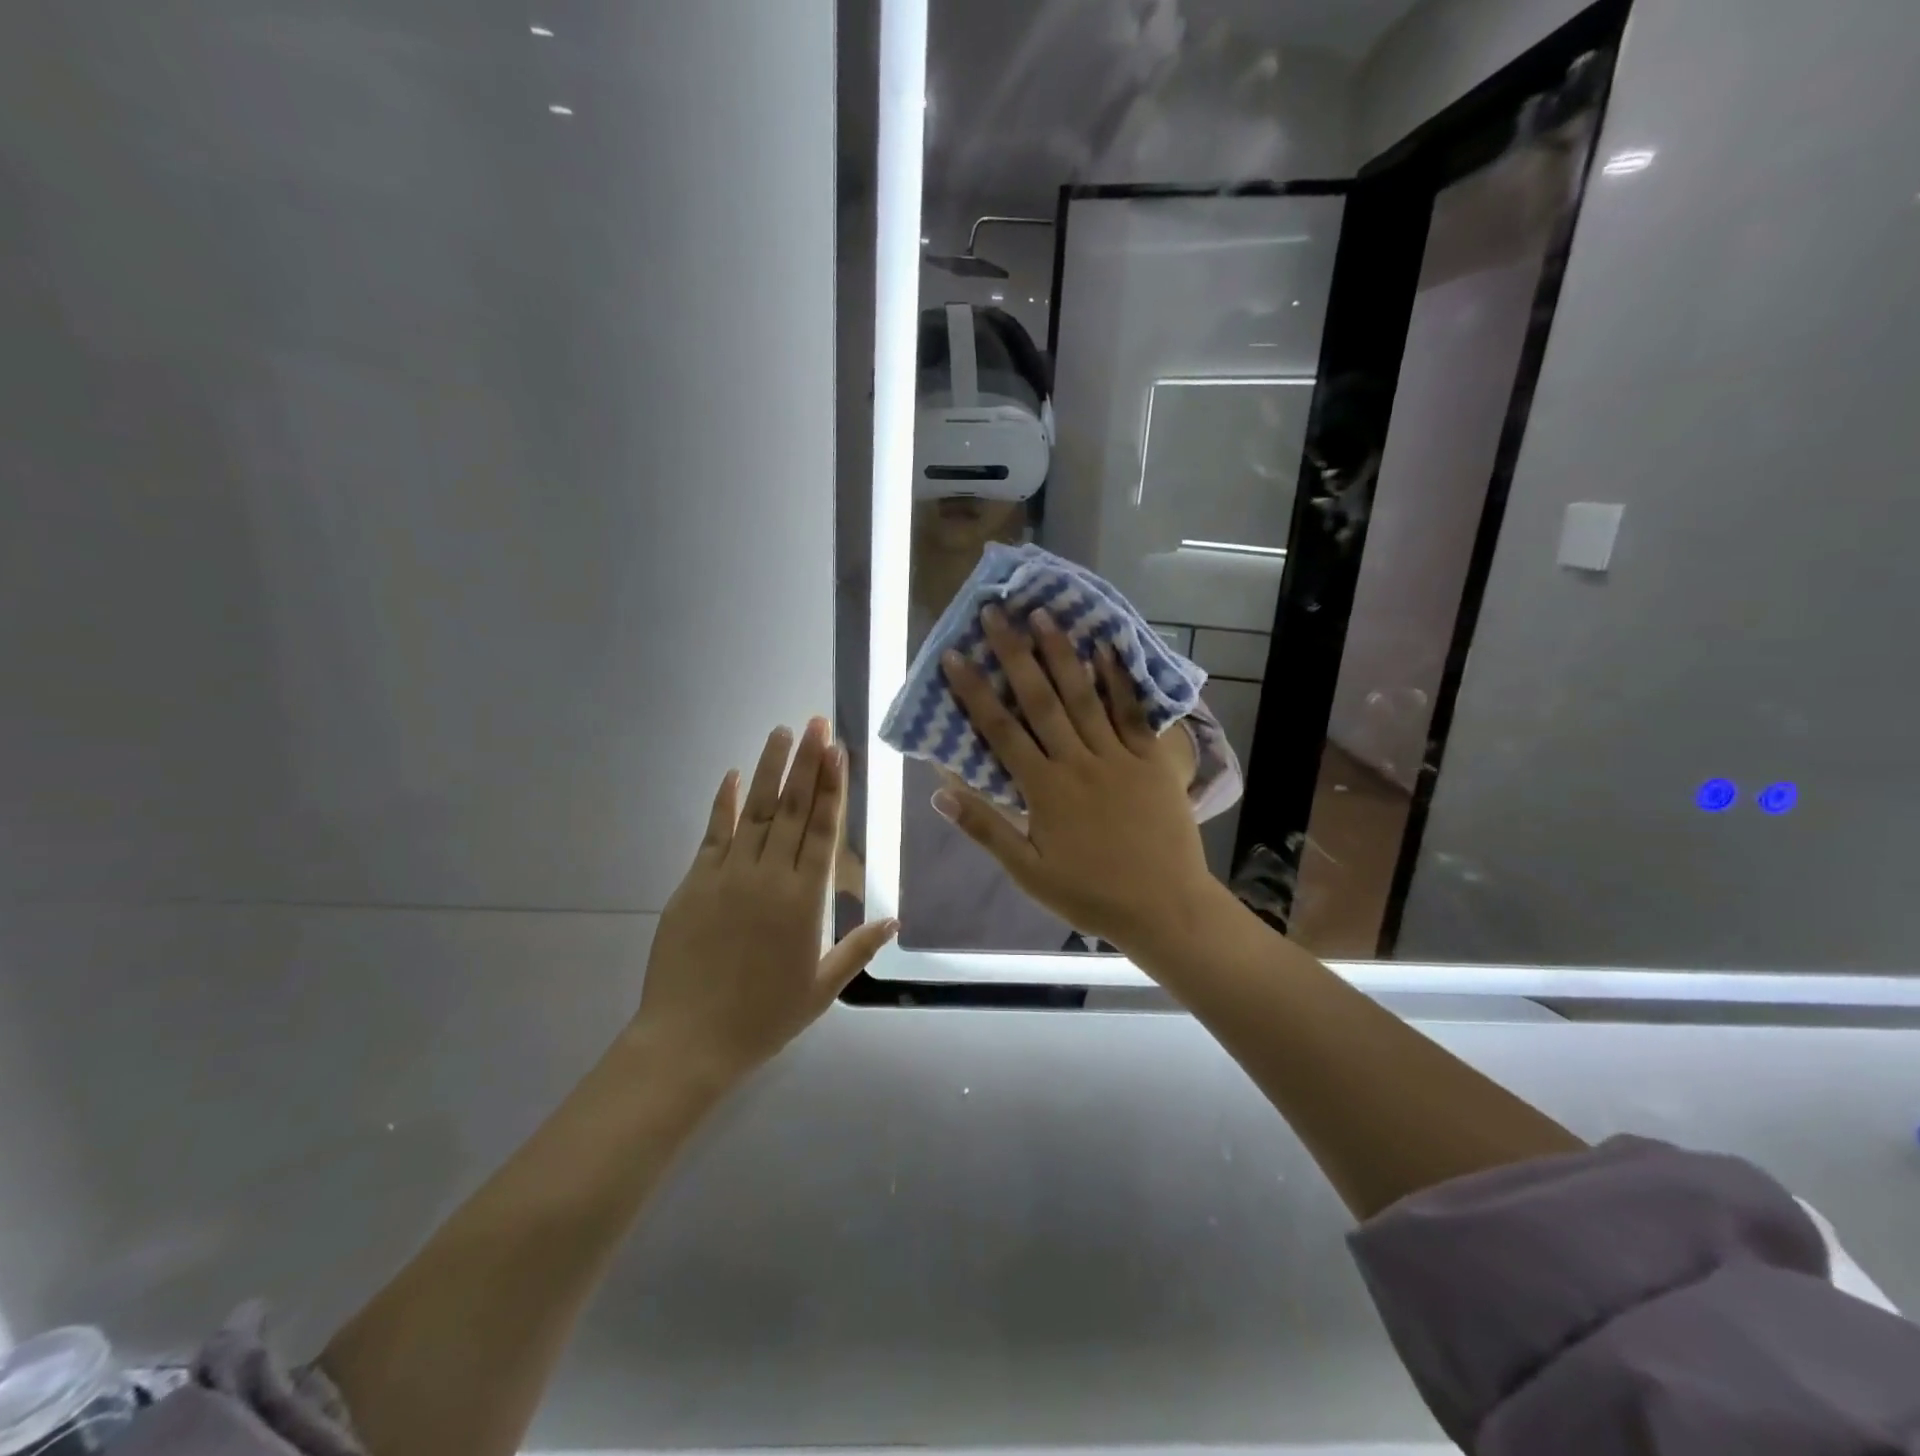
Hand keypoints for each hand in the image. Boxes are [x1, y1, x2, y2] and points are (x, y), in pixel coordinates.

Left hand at [633, 718, 898, 1087]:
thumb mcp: (821, 988)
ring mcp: (729, 875)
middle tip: (816, 723)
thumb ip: (858, 949)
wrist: (690, 1041)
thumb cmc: (763, 1017)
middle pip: (794, 809)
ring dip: (770, 769)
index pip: (824, 830)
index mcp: (806, 900)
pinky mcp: (695, 882)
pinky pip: (713, 833)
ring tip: (782, 732)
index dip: (833, 787)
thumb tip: (895, 920)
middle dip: (808, 763)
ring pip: (756, 811)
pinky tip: (732, 774)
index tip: (837, 750)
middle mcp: (770, 876)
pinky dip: (724, 802)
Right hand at [932, 606, 1217, 949]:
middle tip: (997, 613)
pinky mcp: (1153, 760)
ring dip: (1062, 654)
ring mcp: (1118, 757)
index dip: (975, 691)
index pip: (1001, 730)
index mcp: (1044, 789)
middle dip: (1015, 654)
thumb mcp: (1028, 871)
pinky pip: (1133, 713)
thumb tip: (940, 790)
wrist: (1165, 907)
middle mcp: (1077, 762)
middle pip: (1040, 700)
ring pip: (1084, 697)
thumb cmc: (1090, 893)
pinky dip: (1119, 680)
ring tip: (1043, 615)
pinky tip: (1107, 648)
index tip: (956, 656)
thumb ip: (986, 828)